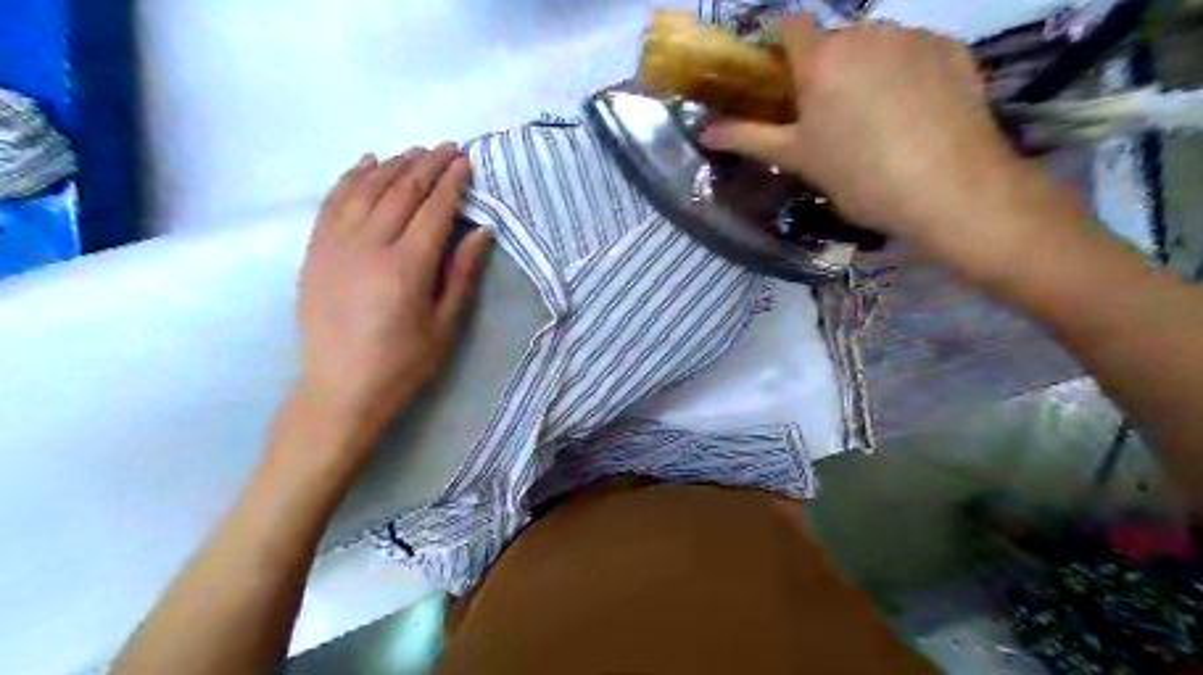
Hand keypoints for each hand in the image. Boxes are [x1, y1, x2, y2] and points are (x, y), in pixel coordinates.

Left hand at [298, 144, 493, 434]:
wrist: (339, 387)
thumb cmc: (402, 362)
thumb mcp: (445, 325)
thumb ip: (461, 274)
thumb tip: (481, 231)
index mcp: (407, 267)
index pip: (434, 210)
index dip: (452, 183)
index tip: (465, 161)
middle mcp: (369, 246)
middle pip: (401, 191)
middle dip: (427, 165)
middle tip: (447, 148)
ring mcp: (336, 244)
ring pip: (367, 188)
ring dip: (393, 165)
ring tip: (415, 152)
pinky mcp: (316, 250)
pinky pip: (333, 201)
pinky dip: (351, 177)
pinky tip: (367, 163)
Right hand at [703, 17, 1029, 246]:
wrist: (950, 188)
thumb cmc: (859, 175)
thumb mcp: (798, 159)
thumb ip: (748, 138)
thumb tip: (704, 132)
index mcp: (822, 58)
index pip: (788, 26)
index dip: (779, 48)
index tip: (780, 81)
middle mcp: (866, 32)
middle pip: (834, 41)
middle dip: (825, 69)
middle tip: (828, 118)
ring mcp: (914, 36)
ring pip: (875, 45)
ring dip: (866, 70)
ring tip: (876, 121)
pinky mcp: (952, 49)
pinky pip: (914, 52)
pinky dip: (905, 73)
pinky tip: (912, 114)